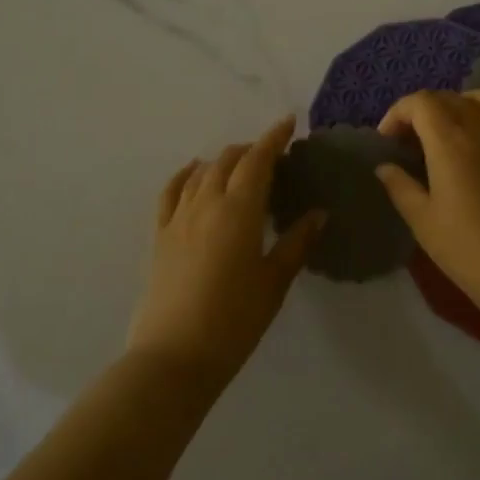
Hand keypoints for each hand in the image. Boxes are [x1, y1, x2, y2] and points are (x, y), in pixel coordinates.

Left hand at [127, 116, 323, 387]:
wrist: (173, 356)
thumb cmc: (234, 320)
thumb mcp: (274, 282)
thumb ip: (296, 242)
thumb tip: (319, 213)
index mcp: (239, 210)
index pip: (258, 160)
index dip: (274, 138)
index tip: (289, 123)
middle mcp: (207, 203)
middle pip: (229, 160)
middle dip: (252, 150)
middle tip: (272, 156)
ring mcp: (178, 217)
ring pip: (202, 172)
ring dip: (223, 161)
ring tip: (240, 166)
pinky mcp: (159, 235)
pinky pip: (171, 191)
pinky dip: (185, 174)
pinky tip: (194, 171)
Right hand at [375, 90, 479, 320]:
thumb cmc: (467, 249)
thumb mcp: (423, 221)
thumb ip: (400, 187)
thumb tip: (384, 166)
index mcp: (448, 141)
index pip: (419, 103)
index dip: (398, 113)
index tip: (388, 139)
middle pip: (449, 98)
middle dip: (425, 110)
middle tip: (413, 140)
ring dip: (463, 103)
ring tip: (453, 126)